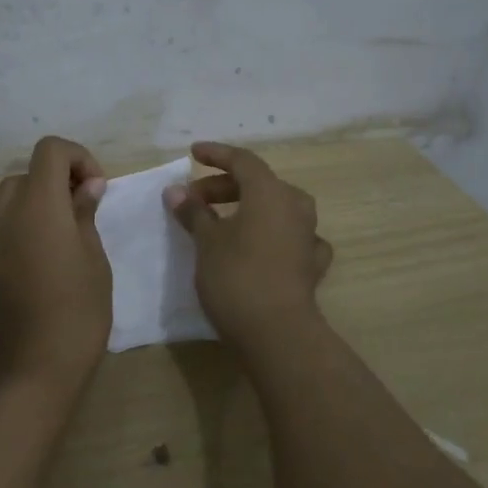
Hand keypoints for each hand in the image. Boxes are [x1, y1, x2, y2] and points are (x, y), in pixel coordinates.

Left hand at [0, 136, 111, 395]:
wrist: (21, 379)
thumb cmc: (74, 318)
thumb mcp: (94, 264)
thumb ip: (85, 216)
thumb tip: (86, 187)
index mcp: (36, 205)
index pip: (50, 149)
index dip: (78, 158)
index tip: (97, 190)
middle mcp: (0, 213)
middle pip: (26, 176)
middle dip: (55, 184)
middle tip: (81, 217)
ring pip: (6, 203)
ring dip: (33, 209)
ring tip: (58, 247)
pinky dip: (14, 233)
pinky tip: (32, 271)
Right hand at [164, 141, 333, 352]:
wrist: (278, 334)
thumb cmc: (237, 277)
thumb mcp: (206, 242)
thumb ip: (193, 212)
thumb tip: (176, 191)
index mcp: (270, 192)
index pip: (242, 160)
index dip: (216, 154)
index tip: (193, 153)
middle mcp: (294, 207)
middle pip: (259, 184)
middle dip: (224, 186)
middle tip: (195, 199)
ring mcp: (308, 236)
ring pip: (277, 209)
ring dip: (248, 209)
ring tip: (222, 222)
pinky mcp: (311, 265)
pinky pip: (290, 238)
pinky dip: (271, 236)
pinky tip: (262, 246)